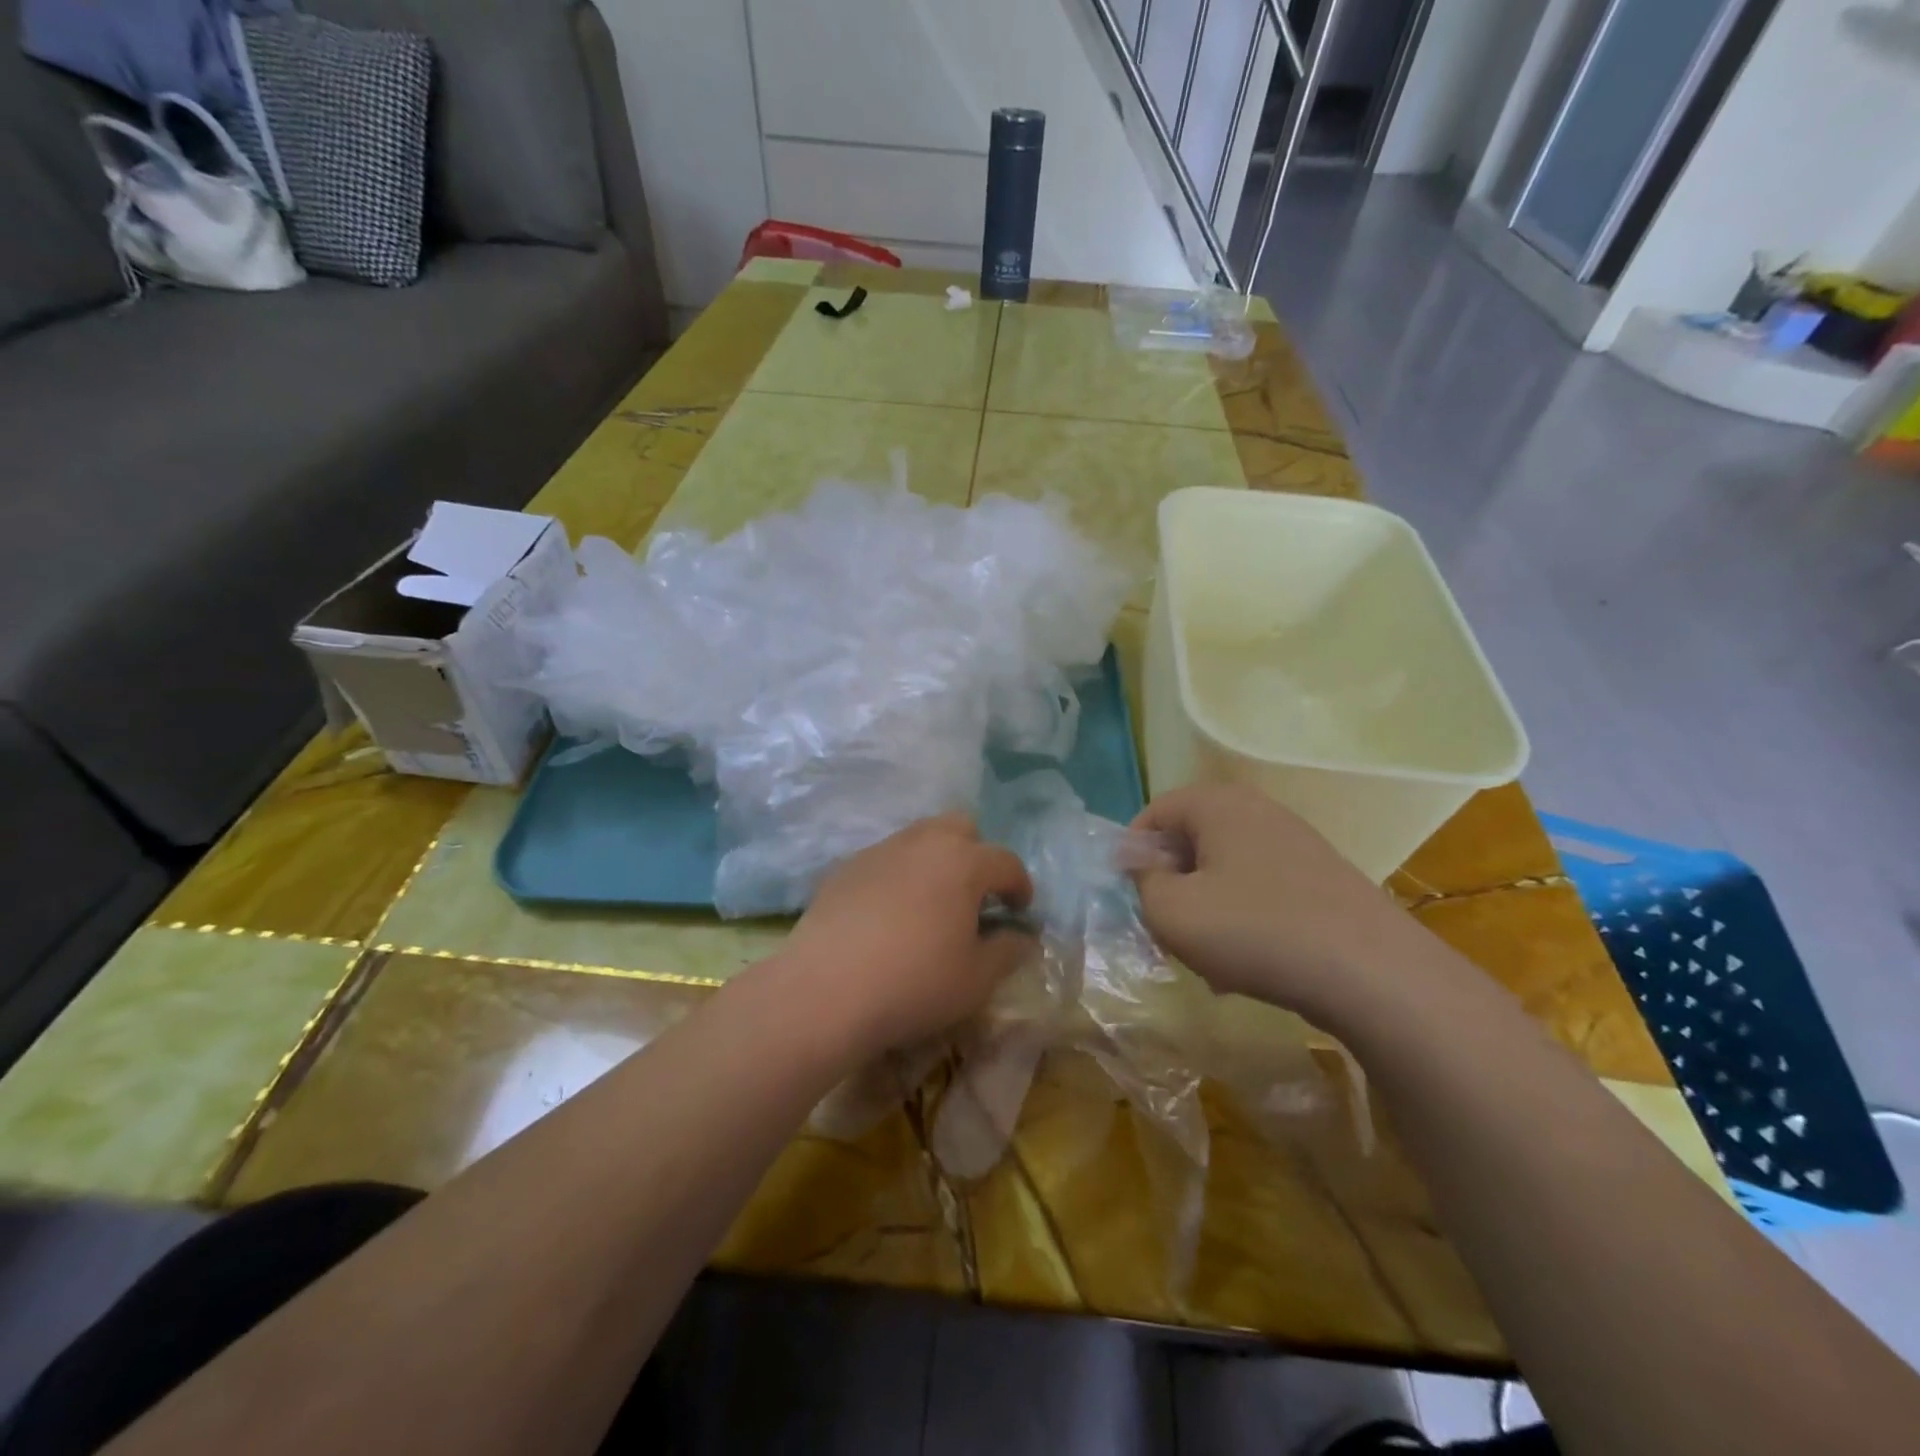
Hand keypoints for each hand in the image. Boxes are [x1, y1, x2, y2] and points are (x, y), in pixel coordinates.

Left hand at [779, 815, 1037, 1054]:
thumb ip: (1008, 950)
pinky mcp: (844, 868)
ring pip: (919, 838)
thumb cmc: (914, 983)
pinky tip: (889, 914)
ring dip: (935, 861)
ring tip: (932, 903)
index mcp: (963, 862)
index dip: (1020, 886)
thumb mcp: (977, 979)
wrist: (825, 990)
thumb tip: (1022, 936)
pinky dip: (898, 876)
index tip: (1020, 911)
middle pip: (960, 827)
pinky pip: (884, 859)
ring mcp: (880, 851)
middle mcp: (923, 843)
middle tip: (975, 895)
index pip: (1006, 862)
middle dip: (976, 853)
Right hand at [1129, 784, 1427, 1025]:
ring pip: (1224, 867)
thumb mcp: (1172, 912)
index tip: (1132, 898)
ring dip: (1205, 905)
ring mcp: (1295, 841)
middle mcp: (1257, 810)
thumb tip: (1140, 862)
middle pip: (1190, 839)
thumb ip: (1142, 881)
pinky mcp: (1322, 876)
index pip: (1154, 813)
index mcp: (1217, 804)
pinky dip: (1242, 916)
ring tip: (1208, 956)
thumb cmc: (1254, 932)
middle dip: (1171, 883)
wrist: (1373, 974)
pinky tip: (1248, 962)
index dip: (1132, 853)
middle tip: (1167, 928)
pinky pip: (1260, 887)